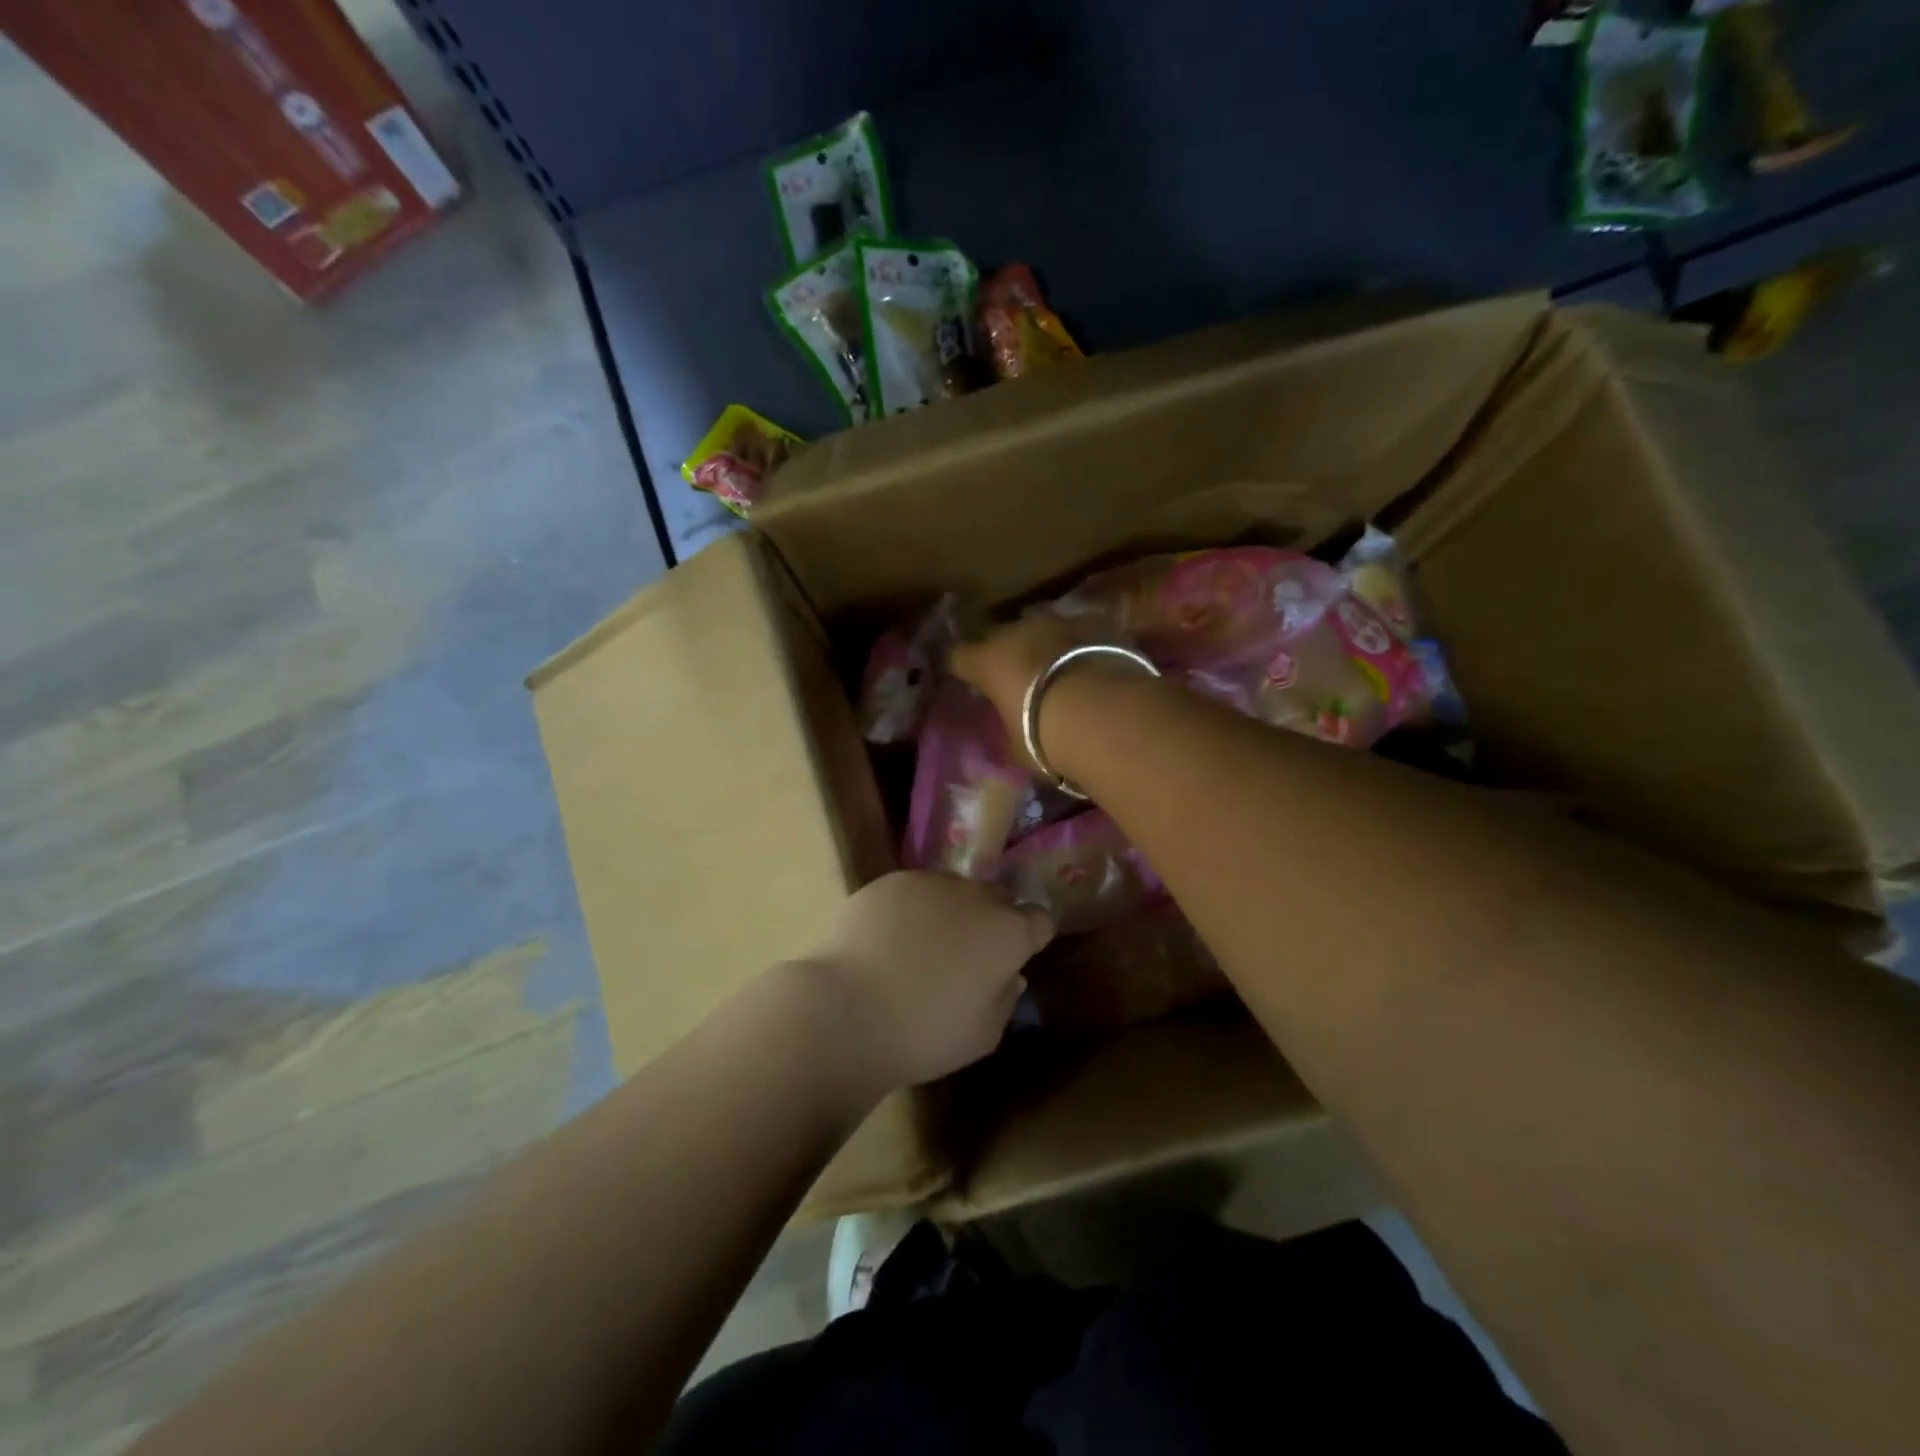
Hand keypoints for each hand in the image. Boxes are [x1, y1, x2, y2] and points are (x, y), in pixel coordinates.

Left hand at [799, 872, 1053, 1092]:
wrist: (847, 1010)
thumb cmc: (925, 1033)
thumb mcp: (982, 1036)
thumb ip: (1005, 1000)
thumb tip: (1010, 975)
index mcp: (1007, 932)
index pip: (1038, 920)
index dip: (1030, 938)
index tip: (1014, 957)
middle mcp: (974, 896)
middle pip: (996, 898)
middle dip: (991, 919)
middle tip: (968, 953)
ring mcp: (929, 882)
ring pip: (952, 889)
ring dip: (949, 910)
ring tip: (921, 946)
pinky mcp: (888, 882)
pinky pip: (912, 890)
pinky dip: (909, 908)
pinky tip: (887, 939)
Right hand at [949, 613, 1094, 755]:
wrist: (1104, 713)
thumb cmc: (1046, 736)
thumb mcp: (1018, 743)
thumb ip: (1010, 724)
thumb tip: (1012, 725)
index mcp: (987, 661)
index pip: (959, 657)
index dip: (962, 667)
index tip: (967, 678)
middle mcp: (1017, 631)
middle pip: (1001, 635)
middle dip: (1005, 652)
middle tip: (1016, 675)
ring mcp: (1057, 621)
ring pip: (1042, 626)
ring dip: (1044, 643)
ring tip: (1056, 666)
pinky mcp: (1095, 622)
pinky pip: (1080, 630)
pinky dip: (1080, 644)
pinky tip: (1091, 662)